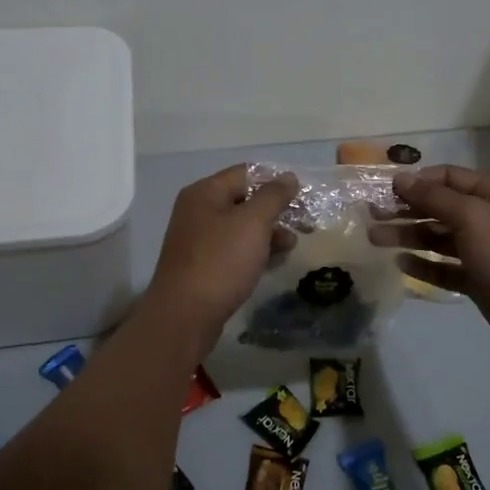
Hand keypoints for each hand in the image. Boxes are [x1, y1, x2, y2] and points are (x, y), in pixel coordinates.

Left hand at [143, 165, 298, 339]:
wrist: (185, 316)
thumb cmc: (221, 261)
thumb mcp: (253, 222)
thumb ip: (273, 196)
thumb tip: (288, 177)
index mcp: (205, 192)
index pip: (247, 173)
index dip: (276, 181)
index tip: (303, 196)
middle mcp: (198, 210)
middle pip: (244, 199)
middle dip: (276, 209)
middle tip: (304, 223)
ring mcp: (198, 239)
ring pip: (241, 226)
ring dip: (269, 232)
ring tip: (292, 245)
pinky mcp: (202, 264)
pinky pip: (234, 248)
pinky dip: (255, 250)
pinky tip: (273, 261)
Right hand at [371, 165, 489, 355]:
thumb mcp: (472, 217)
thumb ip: (434, 197)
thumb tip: (401, 178)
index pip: (449, 177)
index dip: (417, 181)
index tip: (385, 190)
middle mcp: (489, 217)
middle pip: (440, 207)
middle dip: (406, 210)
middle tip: (372, 215)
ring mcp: (484, 249)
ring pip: (439, 238)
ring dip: (409, 236)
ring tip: (375, 238)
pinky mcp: (478, 279)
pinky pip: (445, 267)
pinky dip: (424, 264)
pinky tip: (400, 263)